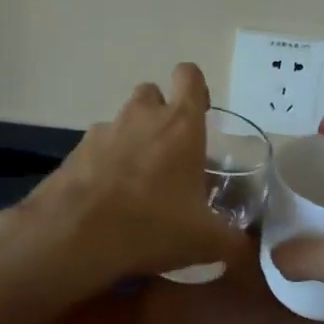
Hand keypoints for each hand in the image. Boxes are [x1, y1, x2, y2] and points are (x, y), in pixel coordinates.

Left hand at [19, 62, 245, 285]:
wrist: (76, 235)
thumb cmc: (152, 224)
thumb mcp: (205, 241)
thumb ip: (233, 241)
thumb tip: (248, 247)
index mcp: (179, 124)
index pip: (188, 76)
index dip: (196, 88)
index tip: (200, 113)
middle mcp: (141, 116)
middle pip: (152, 93)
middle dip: (160, 113)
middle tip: (170, 150)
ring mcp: (103, 131)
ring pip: (122, 120)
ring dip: (132, 139)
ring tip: (138, 180)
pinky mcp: (75, 151)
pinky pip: (97, 147)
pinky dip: (105, 163)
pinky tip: (108, 197)